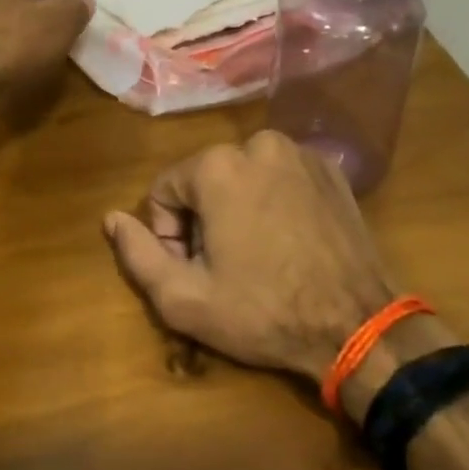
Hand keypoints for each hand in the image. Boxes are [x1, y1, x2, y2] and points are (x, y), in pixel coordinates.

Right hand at [103, 131, 411, 384]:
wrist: (357, 326)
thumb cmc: (264, 312)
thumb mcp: (185, 298)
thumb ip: (138, 254)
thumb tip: (111, 218)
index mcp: (217, 166)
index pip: (165, 190)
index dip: (170, 234)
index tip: (194, 270)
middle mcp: (258, 143)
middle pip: (205, 180)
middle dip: (204, 220)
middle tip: (227, 267)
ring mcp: (300, 152)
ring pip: (243, 175)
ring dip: (239, 208)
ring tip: (259, 256)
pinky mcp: (330, 168)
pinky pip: (281, 176)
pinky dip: (275, 200)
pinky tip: (290, 241)